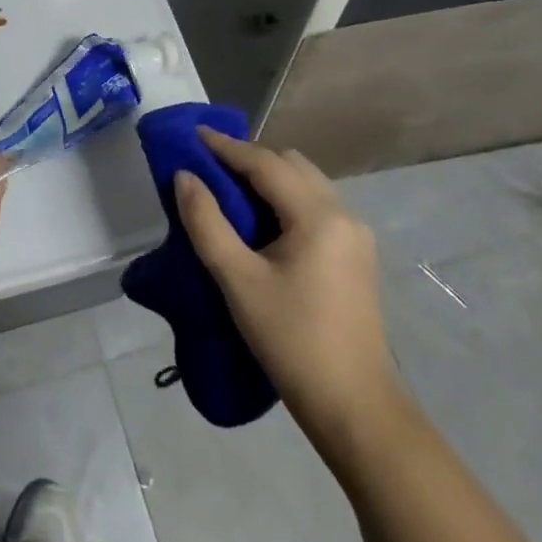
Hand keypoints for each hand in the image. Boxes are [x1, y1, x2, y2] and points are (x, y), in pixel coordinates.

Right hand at [174, 128, 404, 457]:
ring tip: (230, 192)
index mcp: (318, 216)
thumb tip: (185, 177)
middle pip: (292, 165)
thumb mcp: (238, 280)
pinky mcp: (356, 257)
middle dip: (250, 159)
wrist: (354, 406)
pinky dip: (285, 200)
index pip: (266, 164)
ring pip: (307, 184)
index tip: (193, 135)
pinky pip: (316, 207)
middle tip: (209, 167)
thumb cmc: (291, 339)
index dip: (226, 147)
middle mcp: (344, 215)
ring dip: (269, 179)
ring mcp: (355, 237)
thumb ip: (206, 222)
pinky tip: (262, 223)